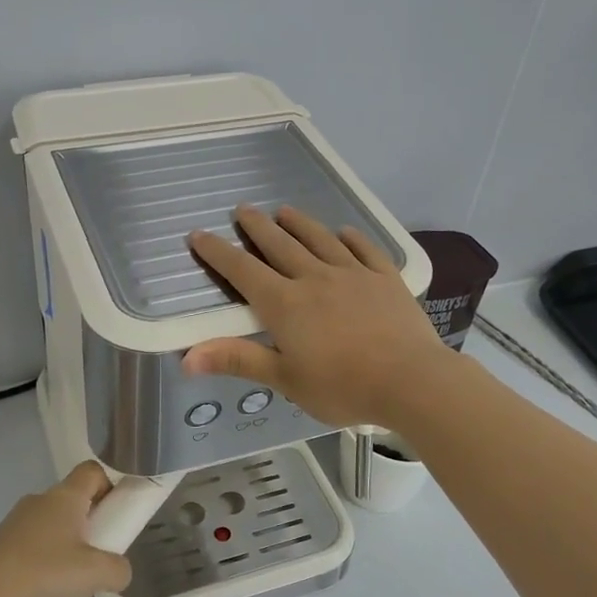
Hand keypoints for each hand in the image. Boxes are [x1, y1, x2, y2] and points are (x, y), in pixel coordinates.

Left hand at [0, 462, 133, 596]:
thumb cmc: (42, 574)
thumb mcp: (95, 574)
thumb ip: (119, 569)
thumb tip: (118, 571)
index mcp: (64, 498)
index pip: (94, 472)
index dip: (112, 486)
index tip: (121, 515)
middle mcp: (40, 505)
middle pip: (78, 510)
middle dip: (96, 539)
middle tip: (103, 565)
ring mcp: (18, 528)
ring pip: (59, 542)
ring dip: (74, 570)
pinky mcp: (2, 551)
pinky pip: (38, 561)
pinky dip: (51, 583)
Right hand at [185, 204, 455, 428]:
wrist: (411, 381)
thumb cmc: (342, 386)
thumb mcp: (284, 379)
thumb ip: (237, 360)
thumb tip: (186, 357)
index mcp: (285, 304)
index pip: (243, 271)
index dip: (218, 252)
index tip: (199, 234)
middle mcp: (315, 279)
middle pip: (280, 245)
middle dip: (257, 227)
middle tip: (242, 209)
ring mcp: (354, 274)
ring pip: (320, 240)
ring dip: (300, 224)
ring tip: (285, 211)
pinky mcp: (386, 279)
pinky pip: (365, 250)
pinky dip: (351, 239)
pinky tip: (345, 232)